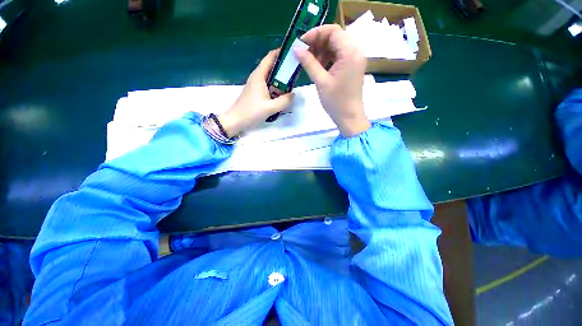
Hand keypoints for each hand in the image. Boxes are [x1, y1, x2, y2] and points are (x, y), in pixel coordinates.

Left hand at [218, 50, 293, 137]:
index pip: (270, 57)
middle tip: (295, 71)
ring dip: (280, 78)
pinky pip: (268, 85)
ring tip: (291, 82)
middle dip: (283, 67)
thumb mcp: (270, 108)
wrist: (236, 120)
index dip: (281, 53)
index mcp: (259, 76)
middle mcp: (257, 77)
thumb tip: (293, 94)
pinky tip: (281, 93)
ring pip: (270, 76)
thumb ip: (284, 101)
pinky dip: (276, 86)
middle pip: (271, 66)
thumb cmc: (251, 112)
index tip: (292, 54)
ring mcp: (255, 84)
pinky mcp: (255, 92)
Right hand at [294, 24, 370, 136]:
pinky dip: (328, 57)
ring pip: (337, 46)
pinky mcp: (352, 66)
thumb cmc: (336, 102)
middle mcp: (356, 51)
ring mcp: (355, 59)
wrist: (349, 117)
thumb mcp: (321, 82)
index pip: (333, 32)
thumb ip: (309, 63)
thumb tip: (296, 49)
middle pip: (336, 37)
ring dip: (322, 50)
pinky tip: (319, 66)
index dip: (316, 34)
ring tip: (310, 61)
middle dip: (318, 42)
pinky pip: (339, 55)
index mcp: (350, 53)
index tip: (301, 42)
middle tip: (304, 52)